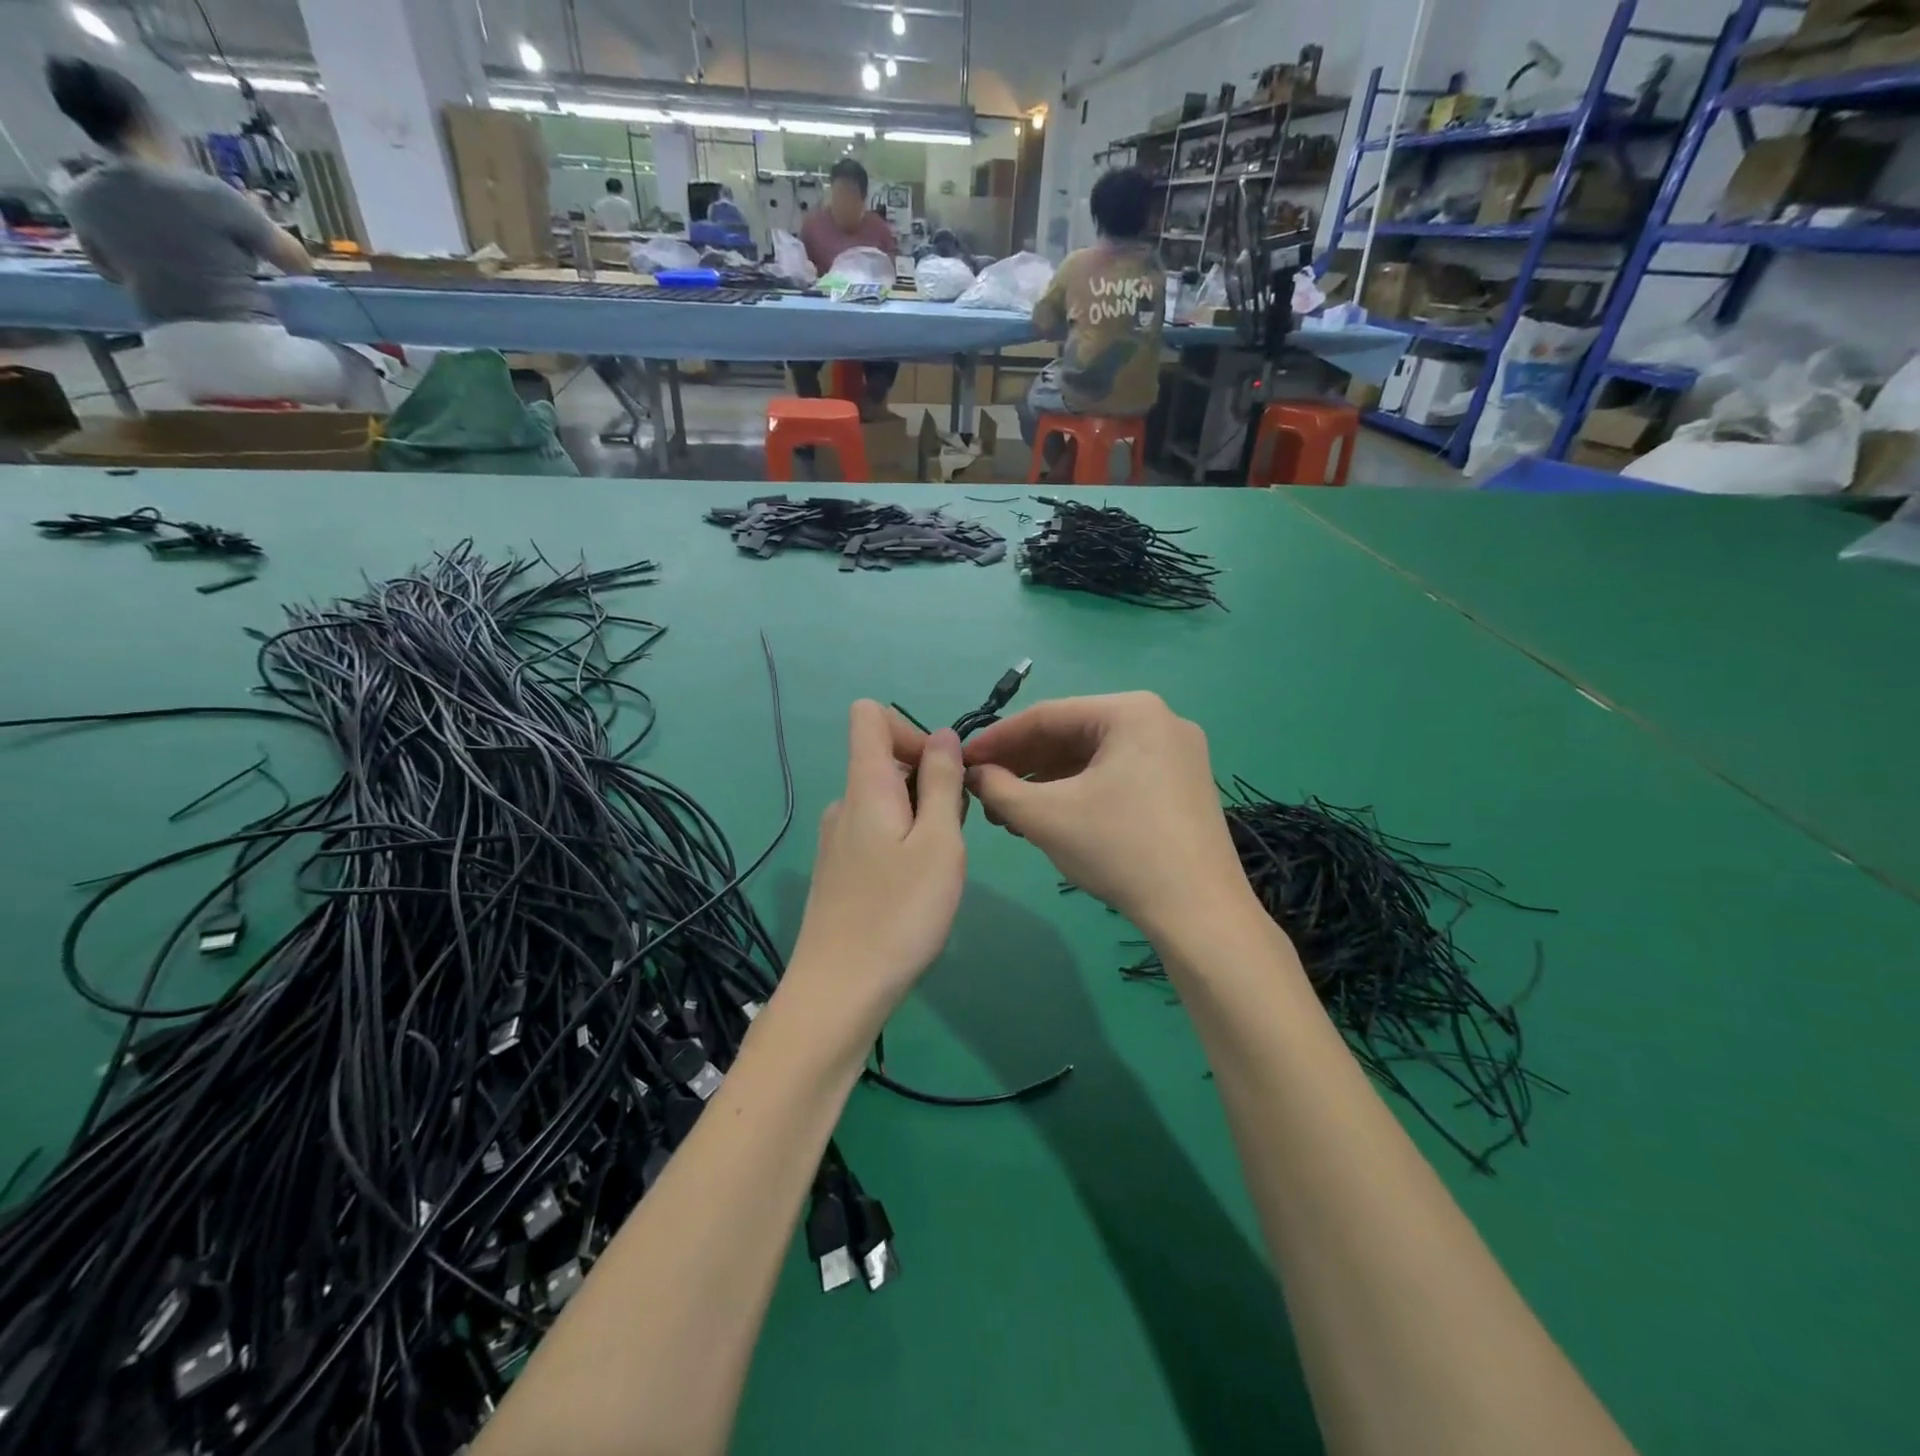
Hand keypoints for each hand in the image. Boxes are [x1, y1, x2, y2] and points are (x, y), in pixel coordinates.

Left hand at [787, 702, 966, 1027]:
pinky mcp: (838, 871)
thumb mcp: (939, 842)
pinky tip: (913, 891)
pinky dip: (903, 845)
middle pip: (886, 761)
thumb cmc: (899, 913)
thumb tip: (943, 736)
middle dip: (929, 784)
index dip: (911, 729)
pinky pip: (876, 834)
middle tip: (950, 838)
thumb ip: (941, 782)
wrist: (840, 991)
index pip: (869, 715)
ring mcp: (837, 839)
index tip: (940, 774)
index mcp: (865, 785)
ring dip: (921, 820)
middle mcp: (844, 803)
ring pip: (887, 803)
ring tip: (936, 871)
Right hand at [963, 693, 1250, 936]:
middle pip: (1072, 735)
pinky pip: (1118, 775)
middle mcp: (1159, 720)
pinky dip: (1080, 792)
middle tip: (984, 792)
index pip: (1047, 716)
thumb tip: (974, 774)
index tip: (962, 761)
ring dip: (1047, 782)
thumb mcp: (1045, 816)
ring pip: (1094, 758)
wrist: (1200, 913)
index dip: (997, 739)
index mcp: (1131, 711)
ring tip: (1010, 812)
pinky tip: (1050, 817)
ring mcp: (1177, 753)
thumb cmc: (1120, 850)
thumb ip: (998, 788)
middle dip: (1023, 765)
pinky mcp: (1182, 785)